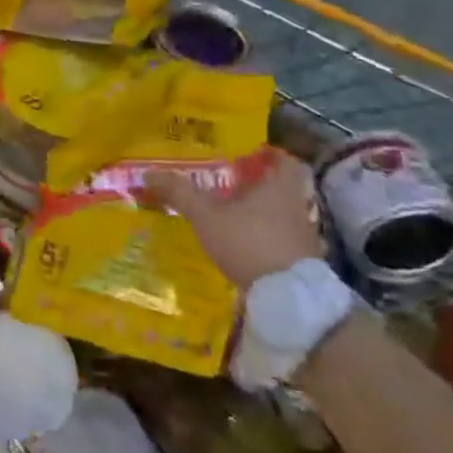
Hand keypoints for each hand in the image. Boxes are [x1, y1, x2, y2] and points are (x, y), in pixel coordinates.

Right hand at [144, 150, 323, 289]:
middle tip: (233, 183)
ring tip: (234, 214)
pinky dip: (267, 237)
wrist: (286, 298)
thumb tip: (149, 173)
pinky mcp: (301, 261)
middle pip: (283, 187)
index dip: (270, 154)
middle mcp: (297, 207)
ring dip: (263, 212)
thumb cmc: (248, 243)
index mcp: (280, 188)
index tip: (251, 154)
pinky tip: (245, 244)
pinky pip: (283, 239)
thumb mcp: (206, 216)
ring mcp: (303, 236)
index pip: (286, 160)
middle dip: (260, 184)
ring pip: (283, 214)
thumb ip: (180, 193)